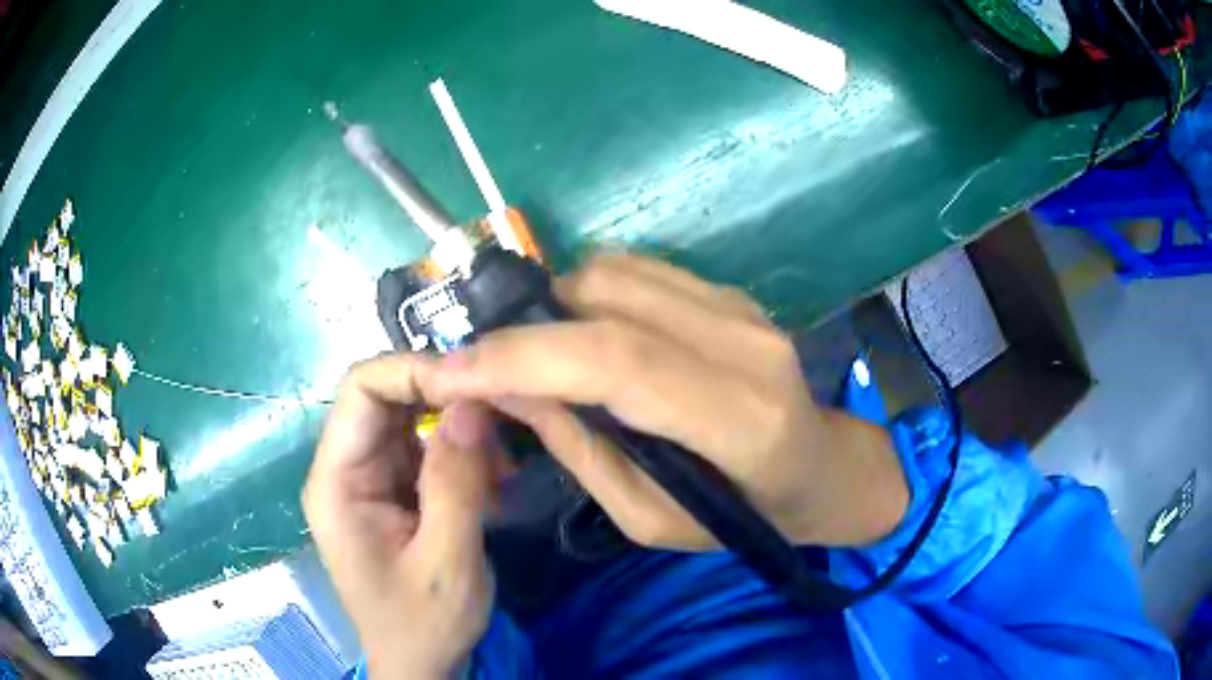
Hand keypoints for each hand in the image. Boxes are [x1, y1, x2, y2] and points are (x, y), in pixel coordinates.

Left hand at [303, 360, 495, 678]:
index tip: (476, 386)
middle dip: (446, 399)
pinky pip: (425, 448)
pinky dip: (462, 454)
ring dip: (460, 429)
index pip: (360, 390)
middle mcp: (345, 469)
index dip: (413, 372)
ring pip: (411, 418)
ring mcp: (369, 478)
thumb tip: (471, 401)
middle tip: (504, 418)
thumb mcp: (448, 562)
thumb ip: (455, 482)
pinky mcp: (393, 490)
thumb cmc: (424, 624)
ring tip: (502, 464)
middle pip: (386, 397)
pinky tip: (491, 481)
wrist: (420, 665)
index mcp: (337, 483)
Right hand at [416, 254, 908, 549]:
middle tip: (481, 361)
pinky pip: (638, 270)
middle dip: (524, 323)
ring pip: (614, 270)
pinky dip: (589, 293)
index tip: (448, 371)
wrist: (821, 469)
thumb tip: (502, 387)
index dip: (521, 356)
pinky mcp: (732, 292)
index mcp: (739, 419)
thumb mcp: (649, 517)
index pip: (616, 360)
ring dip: (555, 303)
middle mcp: (746, 344)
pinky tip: (584, 334)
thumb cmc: (740, 517)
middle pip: (607, 296)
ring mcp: (743, 307)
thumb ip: (576, 448)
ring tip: (536, 352)